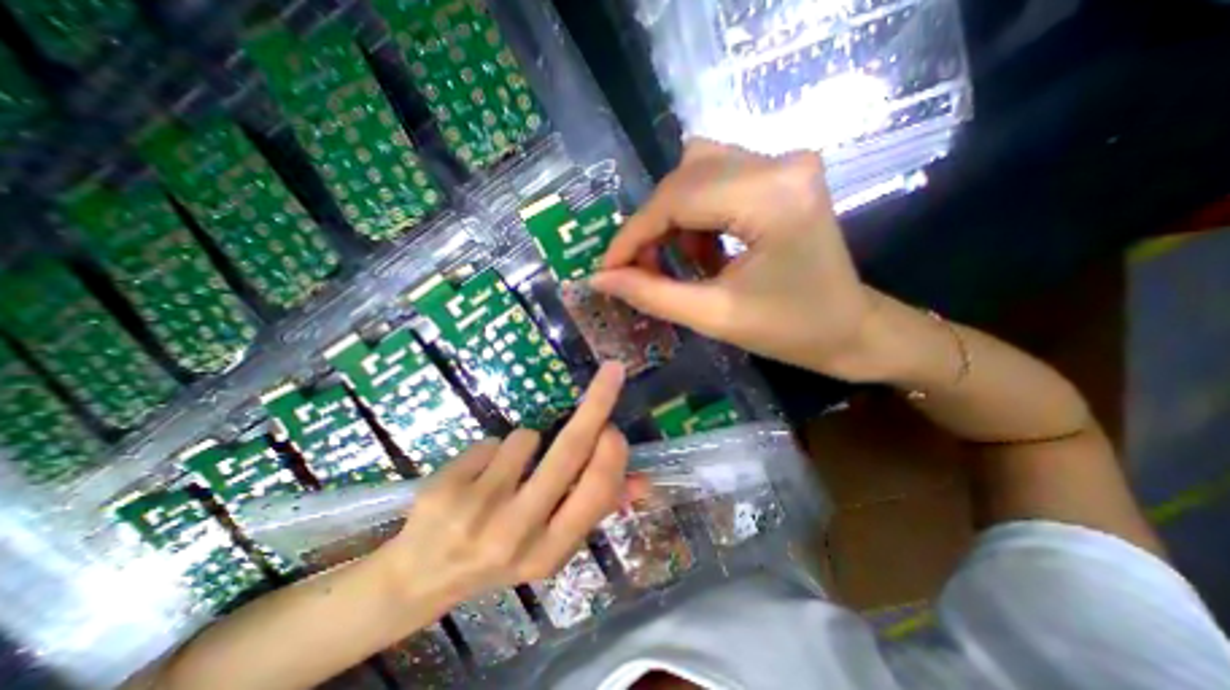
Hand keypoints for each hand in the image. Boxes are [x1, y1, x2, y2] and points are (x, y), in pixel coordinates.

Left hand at [378, 364, 627, 610]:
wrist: (420, 580)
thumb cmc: (499, 554)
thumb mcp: (550, 543)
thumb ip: (595, 509)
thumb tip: (642, 481)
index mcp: (551, 550)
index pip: (597, 490)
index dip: (613, 451)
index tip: (614, 425)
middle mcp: (517, 533)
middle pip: (570, 449)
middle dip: (598, 402)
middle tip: (612, 372)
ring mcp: (477, 511)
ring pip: (527, 437)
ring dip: (526, 443)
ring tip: (506, 472)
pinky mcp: (446, 489)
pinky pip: (492, 442)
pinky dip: (493, 451)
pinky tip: (476, 477)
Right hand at [591, 137, 877, 378]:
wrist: (851, 329)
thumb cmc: (790, 332)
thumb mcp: (713, 317)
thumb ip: (651, 294)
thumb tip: (599, 279)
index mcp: (771, 197)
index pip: (676, 199)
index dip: (632, 234)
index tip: (608, 268)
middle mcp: (780, 163)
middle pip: (683, 177)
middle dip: (652, 226)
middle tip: (639, 268)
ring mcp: (785, 162)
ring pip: (696, 171)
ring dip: (675, 218)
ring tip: (683, 262)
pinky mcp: (782, 174)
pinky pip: (717, 177)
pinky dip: (697, 214)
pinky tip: (707, 250)